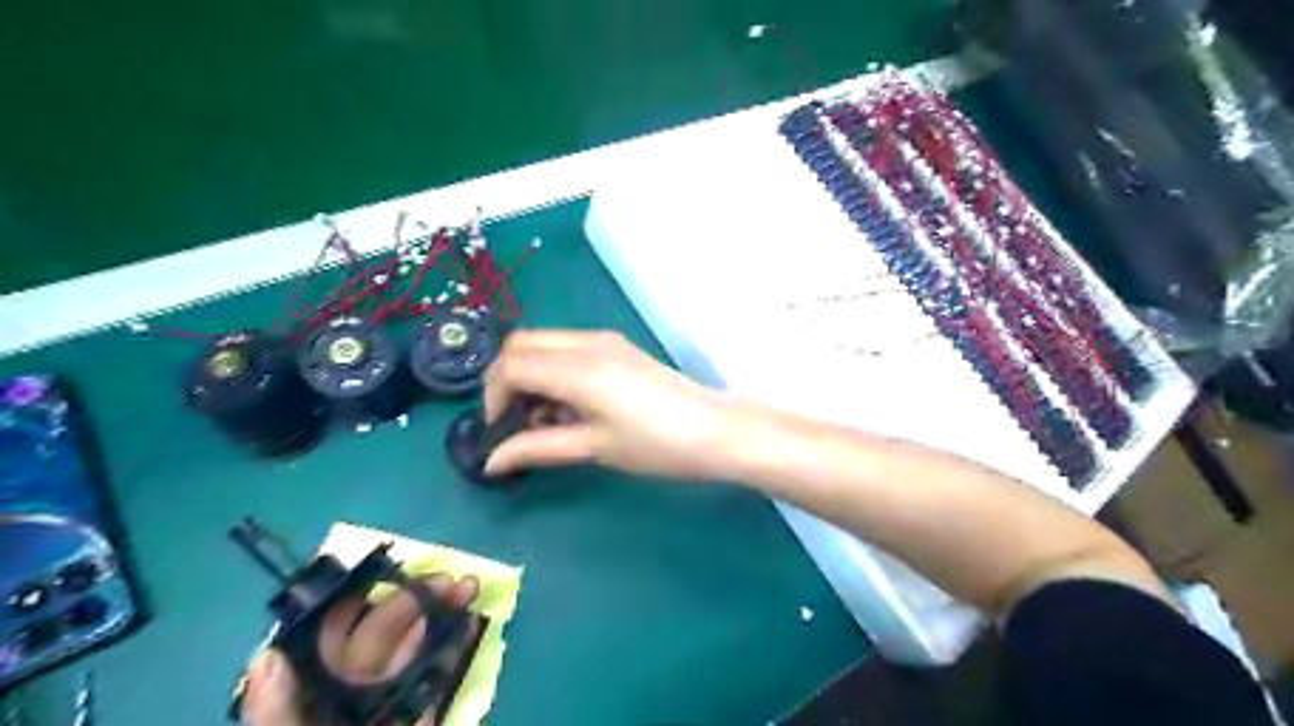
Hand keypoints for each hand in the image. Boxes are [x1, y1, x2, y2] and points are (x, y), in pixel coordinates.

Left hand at [240, 577, 479, 721]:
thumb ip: (275, 717)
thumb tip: (269, 656)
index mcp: (313, 700)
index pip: (334, 641)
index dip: (365, 603)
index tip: (399, 577)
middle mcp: (349, 698)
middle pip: (385, 639)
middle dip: (419, 603)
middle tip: (456, 580)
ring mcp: (388, 710)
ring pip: (415, 653)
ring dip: (443, 618)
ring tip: (470, 590)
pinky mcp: (422, 721)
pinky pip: (437, 683)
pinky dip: (455, 651)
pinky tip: (472, 626)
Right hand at [481, 328, 736, 482]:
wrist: (716, 430)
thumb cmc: (656, 445)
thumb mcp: (594, 448)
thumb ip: (538, 448)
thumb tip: (491, 462)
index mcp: (578, 368)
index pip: (511, 365)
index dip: (493, 396)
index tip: (500, 430)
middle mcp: (586, 343)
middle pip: (521, 343)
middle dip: (505, 379)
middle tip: (514, 420)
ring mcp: (605, 341)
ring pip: (544, 343)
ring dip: (531, 375)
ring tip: (546, 420)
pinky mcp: (618, 348)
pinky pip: (568, 349)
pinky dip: (554, 371)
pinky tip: (571, 407)